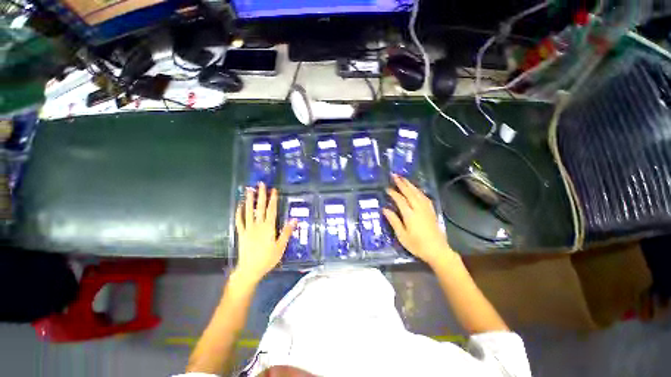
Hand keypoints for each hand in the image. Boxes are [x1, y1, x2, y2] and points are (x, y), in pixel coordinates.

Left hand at [234, 182, 296, 283]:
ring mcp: (248, 229)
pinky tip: (239, 206)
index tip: (273, 189)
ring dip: (249, 200)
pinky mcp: (241, 233)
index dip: (273, 199)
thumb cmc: (268, 258)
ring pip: (248, 211)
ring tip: (249, 190)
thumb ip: (286, 232)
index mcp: (268, 227)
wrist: (250, 269)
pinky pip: (239, 221)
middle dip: (261, 195)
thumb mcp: (281, 246)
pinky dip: (239, 212)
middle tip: (260, 184)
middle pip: (260, 207)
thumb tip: (294, 219)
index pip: (272, 210)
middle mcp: (258, 225)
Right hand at [383, 174, 455, 267]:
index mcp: (410, 215)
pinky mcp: (431, 211)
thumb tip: (384, 209)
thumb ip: (393, 221)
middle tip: (394, 175)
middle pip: (409, 192)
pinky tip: (416, 189)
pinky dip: (418, 190)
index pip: (400, 200)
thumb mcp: (402, 236)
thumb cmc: (417, 245)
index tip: (387, 188)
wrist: (438, 251)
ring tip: (403, 178)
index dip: (393, 193)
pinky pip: (424, 197)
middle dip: (401, 183)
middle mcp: (419, 209)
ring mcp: (426, 209)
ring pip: (418, 193)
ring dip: (410, 184)